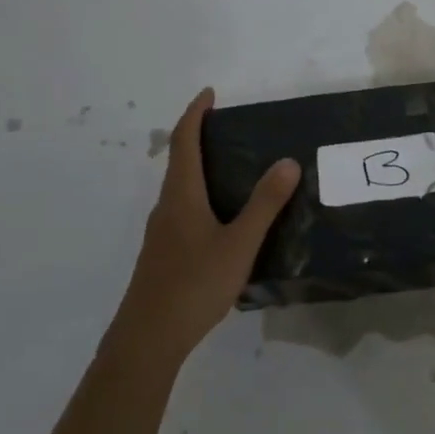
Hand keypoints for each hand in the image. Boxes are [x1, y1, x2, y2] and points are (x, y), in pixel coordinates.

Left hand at [116, 87, 300, 363]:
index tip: (210, 94)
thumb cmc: (193, 284)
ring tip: (233, 168)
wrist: (147, 340)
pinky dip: (200, 195)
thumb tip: (287, 161)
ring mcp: (162, 233)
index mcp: (181, 195)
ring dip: (199, 168)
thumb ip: (264, 204)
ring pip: (180, 188)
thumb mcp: (239, 243)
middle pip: (179, 161)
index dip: (195, 114)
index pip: (185, 141)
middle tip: (230, 128)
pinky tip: (222, 218)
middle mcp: (167, 207)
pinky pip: (182, 209)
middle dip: (199, 137)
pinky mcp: (163, 254)